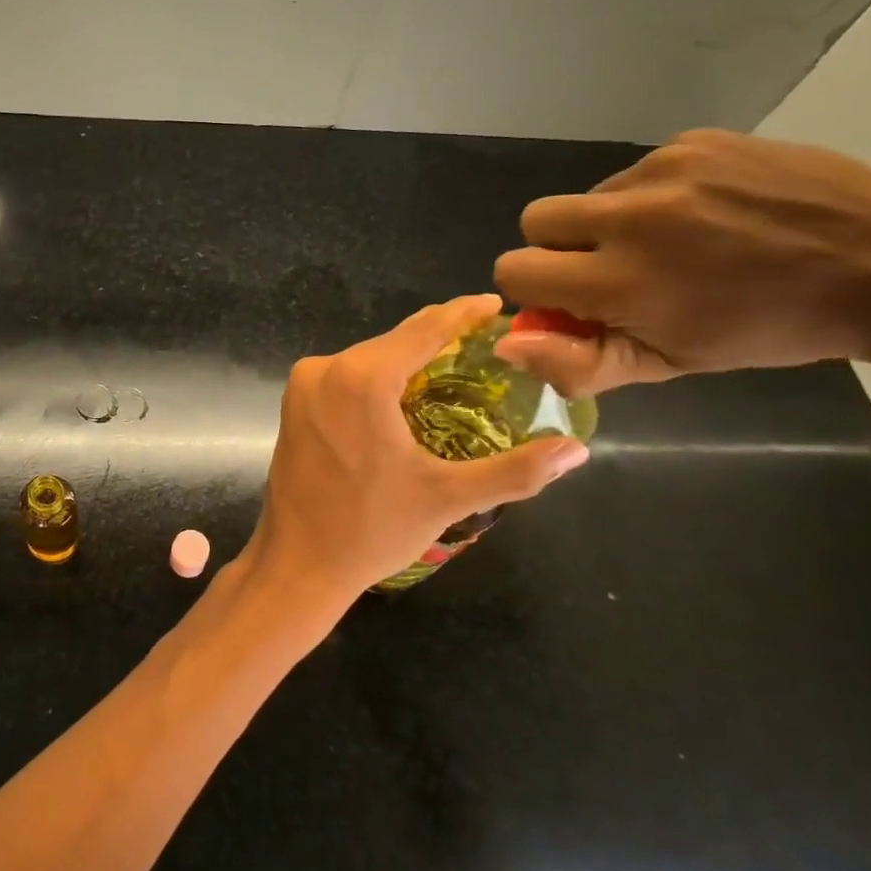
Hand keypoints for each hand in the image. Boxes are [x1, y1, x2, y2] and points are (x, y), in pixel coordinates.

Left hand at [240, 294, 589, 617]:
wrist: (297, 564)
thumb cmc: (372, 530)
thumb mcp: (448, 498)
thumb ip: (516, 471)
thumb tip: (576, 450)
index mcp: (361, 379)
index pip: (424, 330)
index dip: (462, 314)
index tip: (494, 305)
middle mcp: (324, 369)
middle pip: (394, 341)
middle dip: (438, 338)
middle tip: (485, 342)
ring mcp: (303, 386)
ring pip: (367, 358)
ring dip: (407, 360)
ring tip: (453, 367)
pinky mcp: (293, 405)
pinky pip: (345, 377)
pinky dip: (377, 379)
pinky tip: (404, 394)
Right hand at [492, 129, 870, 396]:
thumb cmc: (768, 330)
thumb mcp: (668, 366)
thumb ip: (576, 362)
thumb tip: (506, 344)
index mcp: (619, 280)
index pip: (514, 269)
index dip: (536, 289)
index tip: (577, 301)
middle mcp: (629, 216)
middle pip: (535, 219)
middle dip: (559, 248)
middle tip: (614, 268)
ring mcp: (664, 169)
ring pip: (590, 195)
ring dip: (610, 223)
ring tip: (677, 242)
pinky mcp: (695, 140)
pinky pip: (639, 171)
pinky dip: (654, 197)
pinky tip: (707, 215)